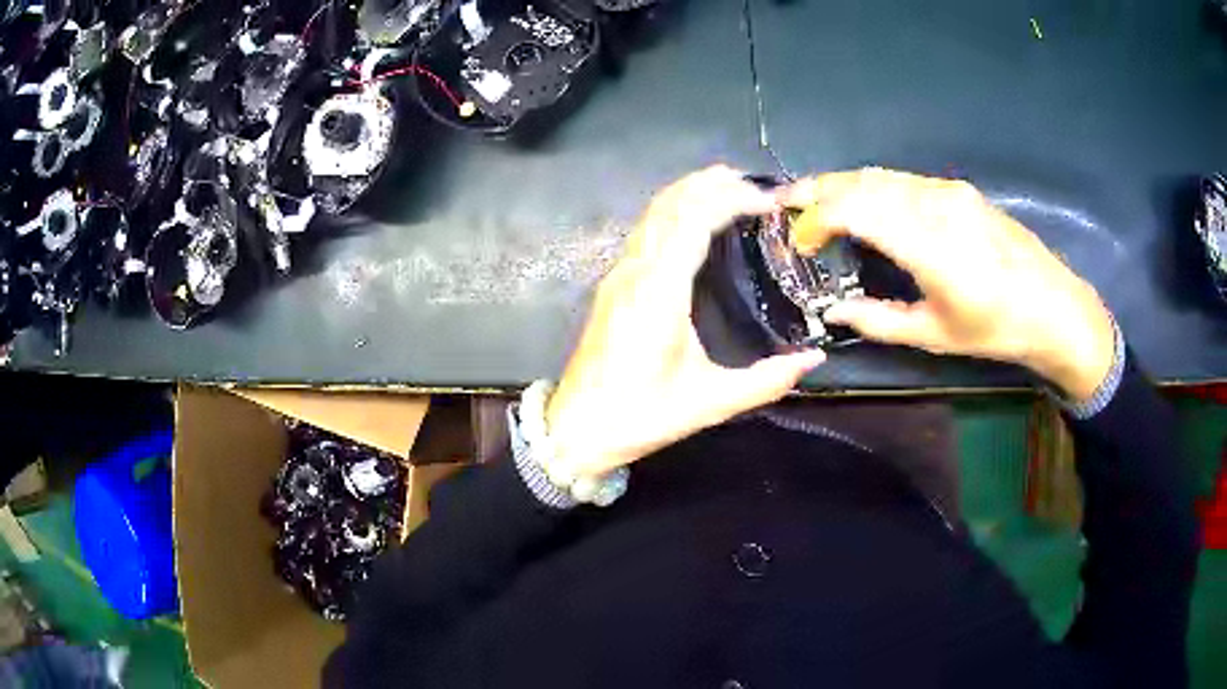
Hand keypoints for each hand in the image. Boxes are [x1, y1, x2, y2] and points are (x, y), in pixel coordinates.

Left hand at [544, 166, 826, 477]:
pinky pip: (644, 231)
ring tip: (726, 184)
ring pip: (652, 214)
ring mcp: (619, 275)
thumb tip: (815, 360)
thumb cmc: (641, 415)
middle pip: (670, 205)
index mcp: (659, 292)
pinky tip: (691, 218)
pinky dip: (672, 211)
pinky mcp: (613, 285)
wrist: (578, 428)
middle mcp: (635, 272)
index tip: (767, 201)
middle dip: (710, 184)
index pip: (694, 221)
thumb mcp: (710, 403)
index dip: (731, 200)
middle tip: (751, 181)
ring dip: (688, 192)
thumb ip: (766, 381)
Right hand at [782, 168, 1114, 402]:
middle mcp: (935, 205)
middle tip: (787, 202)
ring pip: (882, 176)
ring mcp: (949, 191)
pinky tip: (865, 201)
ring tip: (817, 200)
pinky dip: (873, 187)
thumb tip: (834, 312)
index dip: (816, 218)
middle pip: (862, 182)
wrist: (1053, 305)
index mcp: (929, 245)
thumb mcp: (935, 335)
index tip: (800, 239)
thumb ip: (878, 320)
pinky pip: (904, 180)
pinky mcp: (959, 190)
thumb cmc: (995, 329)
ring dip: (844, 184)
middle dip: (818, 189)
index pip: (855, 210)